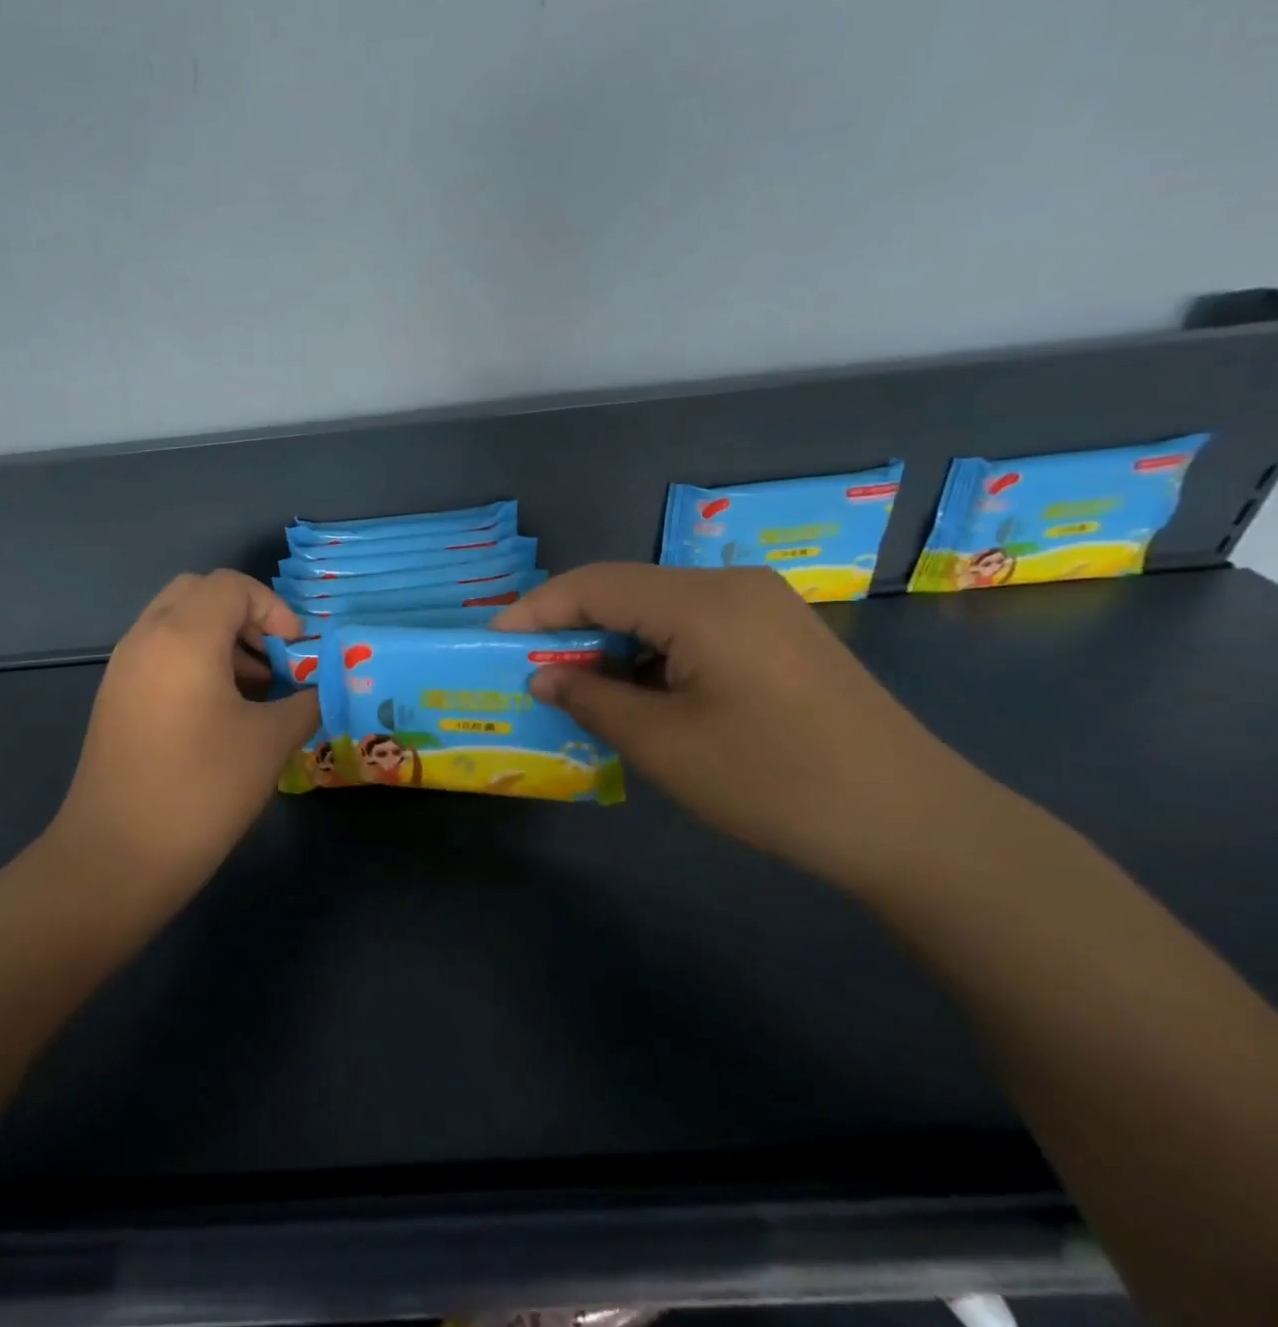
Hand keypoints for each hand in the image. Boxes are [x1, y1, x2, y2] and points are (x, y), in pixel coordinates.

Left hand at [46, 571, 319, 893]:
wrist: (116, 857)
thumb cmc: (202, 790)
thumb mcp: (270, 742)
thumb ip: (304, 701)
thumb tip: (319, 688)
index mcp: (183, 636)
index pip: (231, 586)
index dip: (273, 609)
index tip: (296, 652)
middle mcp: (146, 637)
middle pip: (198, 592)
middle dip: (243, 615)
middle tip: (272, 659)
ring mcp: (123, 667)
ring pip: (175, 621)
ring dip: (218, 638)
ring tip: (253, 689)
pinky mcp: (114, 697)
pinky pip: (158, 652)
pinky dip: (193, 659)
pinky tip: (217, 712)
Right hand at [494, 564, 987, 882]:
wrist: (913, 823)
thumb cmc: (773, 780)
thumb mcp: (663, 744)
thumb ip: (591, 699)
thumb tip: (543, 677)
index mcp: (702, 601)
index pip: (595, 584)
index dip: (537, 609)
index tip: (494, 639)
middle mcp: (732, 586)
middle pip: (628, 590)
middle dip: (572, 627)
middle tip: (530, 667)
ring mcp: (763, 608)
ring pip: (660, 610)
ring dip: (613, 643)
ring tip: (578, 686)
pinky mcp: (781, 635)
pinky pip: (695, 628)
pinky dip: (653, 654)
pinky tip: (640, 693)